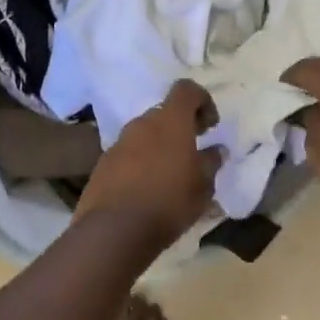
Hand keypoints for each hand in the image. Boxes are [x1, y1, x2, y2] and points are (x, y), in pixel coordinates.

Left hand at [77, 80, 223, 248]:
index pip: (186, 89)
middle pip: (164, 113)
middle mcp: (142, 123)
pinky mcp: (103, 163)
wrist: (113, 231)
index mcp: (170, 121)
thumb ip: (211, 163)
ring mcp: (119, 142)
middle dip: (180, 127)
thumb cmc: (168, 202)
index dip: (202, 100)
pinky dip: (140, 162)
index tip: (210, 125)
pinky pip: (128, 154)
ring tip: (169, 175)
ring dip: (159, 146)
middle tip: (193, 151)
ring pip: (144, 134)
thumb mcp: (203, 187)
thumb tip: (216, 150)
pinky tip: (146, 189)